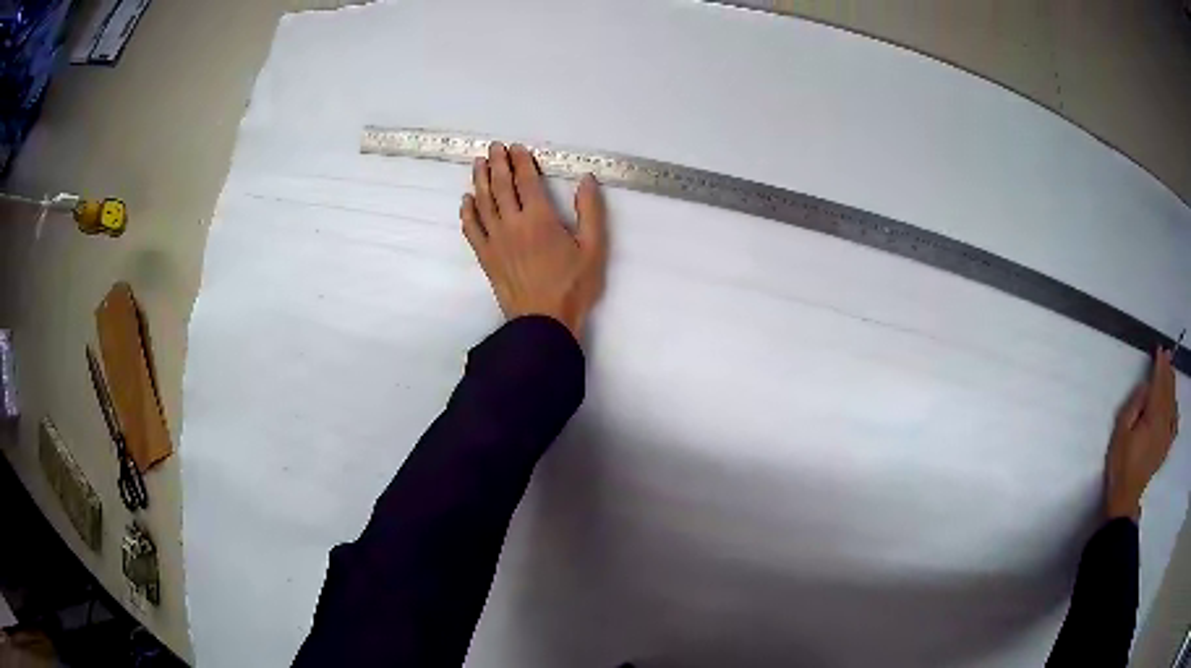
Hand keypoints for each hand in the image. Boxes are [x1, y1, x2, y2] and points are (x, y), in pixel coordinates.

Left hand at [461, 142, 607, 340]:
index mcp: (540, 218)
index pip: (526, 180)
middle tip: (494, 147)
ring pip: (483, 202)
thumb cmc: (573, 286)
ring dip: (480, 180)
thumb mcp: (594, 249)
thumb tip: (585, 179)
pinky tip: (466, 200)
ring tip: (478, 163)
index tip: (516, 148)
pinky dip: (467, 212)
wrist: (543, 321)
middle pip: (501, 186)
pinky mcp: (485, 256)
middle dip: (498, 163)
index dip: (521, 161)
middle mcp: (512, 223)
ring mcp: (495, 240)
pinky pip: (471, 229)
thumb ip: (590, 211)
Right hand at [1104, 349, 1178, 520]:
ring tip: (1170, 372)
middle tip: (1167, 354)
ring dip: (1172, 386)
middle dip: (1168, 371)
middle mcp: (1164, 422)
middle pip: (1168, 391)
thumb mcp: (1121, 430)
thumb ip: (1134, 404)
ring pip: (1173, 403)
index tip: (1159, 349)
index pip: (1159, 383)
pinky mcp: (1166, 446)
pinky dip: (1175, 410)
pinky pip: (1175, 423)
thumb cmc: (1121, 462)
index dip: (1160, 365)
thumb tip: (1145, 387)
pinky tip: (1175, 405)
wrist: (1126, 497)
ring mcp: (1167, 435)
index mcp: (1153, 417)